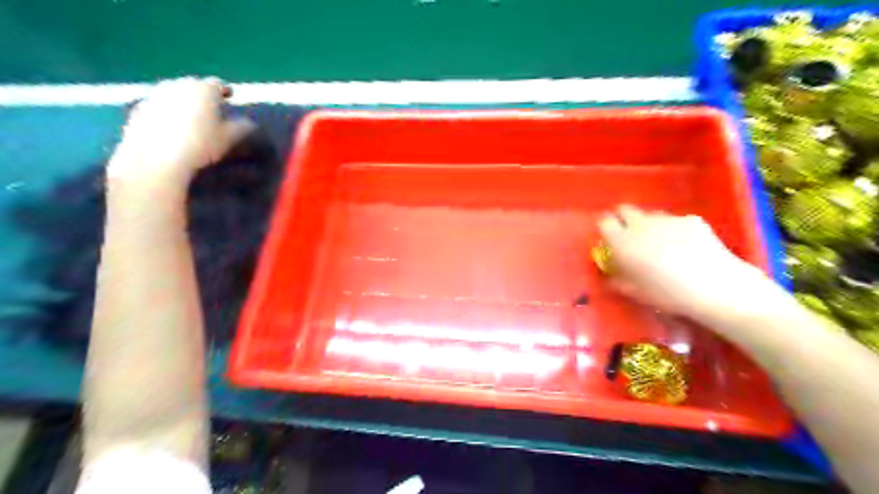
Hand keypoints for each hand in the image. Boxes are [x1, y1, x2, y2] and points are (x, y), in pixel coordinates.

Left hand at [105, 77, 254, 188]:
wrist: (156, 159)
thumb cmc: (200, 145)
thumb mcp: (229, 139)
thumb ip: (241, 127)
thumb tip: (249, 123)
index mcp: (203, 89)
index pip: (217, 84)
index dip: (225, 91)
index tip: (230, 98)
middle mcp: (178, 85)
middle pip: (193, 86)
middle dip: (202, 95)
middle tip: (211, 109)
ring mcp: (155, 94)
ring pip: (174, 94)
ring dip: (183, 102)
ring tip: (191, 119)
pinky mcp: (138, 108)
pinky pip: (158, 106)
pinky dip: (167, 112)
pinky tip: (171, 128)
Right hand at [598, 207, 775, 318]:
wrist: (714, 286)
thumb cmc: (666, 294)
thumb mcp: (635, 292)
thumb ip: (618, 278)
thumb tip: (613, 273)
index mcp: (622, 242)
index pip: (604, 222)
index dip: (606, 229)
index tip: (610, 240)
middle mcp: (641, 224)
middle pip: (625, 210)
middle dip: (624, 220)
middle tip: (631, 238)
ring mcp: (667, 219)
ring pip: (651, 215)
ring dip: (650, 225)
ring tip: (662, 244)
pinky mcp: (691, 219)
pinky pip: (675, 221)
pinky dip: (675, 231)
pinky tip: (687, 248)